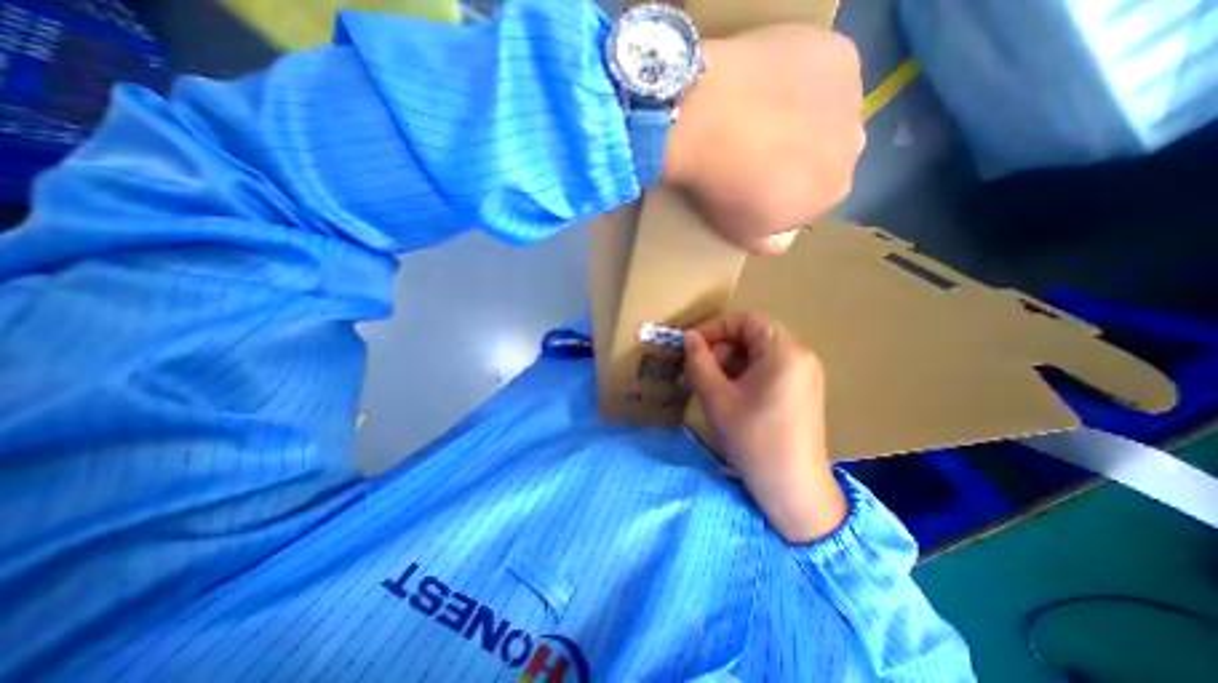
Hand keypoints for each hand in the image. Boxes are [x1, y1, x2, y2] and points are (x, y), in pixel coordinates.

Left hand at [666, 24, 864, 253]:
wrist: (708, 122)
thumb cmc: (723, 189)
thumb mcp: (742, 234)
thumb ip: (771, 242)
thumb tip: (783, 239)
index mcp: (833, 193)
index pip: (814, 197)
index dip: (785, 192)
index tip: (755, 185)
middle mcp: (854, 146)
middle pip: (825, 154)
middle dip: (798, 156)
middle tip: (755, 150)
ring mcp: (850, 95)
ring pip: (827, 113)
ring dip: (802, 117)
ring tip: (758, 116)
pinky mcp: (835, 52)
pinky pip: (820, 72)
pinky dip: (799, 79)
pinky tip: (767, 84)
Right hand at [683, 312, 849, 544]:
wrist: (793, 490)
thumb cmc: (753, 440)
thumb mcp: (717, 397)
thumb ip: (699, 361)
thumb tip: (689, 338)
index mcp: (784, 352)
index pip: (746, 320)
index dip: (714, 328)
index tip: (691, 346)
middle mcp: (799, 356)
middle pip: (751, 337)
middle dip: (718, 350)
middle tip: (693, 372)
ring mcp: (803, 375)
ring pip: (756, 355)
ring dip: (727, 365)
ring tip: (704, 386)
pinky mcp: (800, 392)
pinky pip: (766, 371)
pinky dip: (741, 376)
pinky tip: (724, 396)